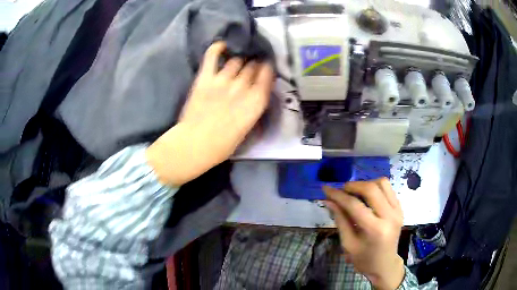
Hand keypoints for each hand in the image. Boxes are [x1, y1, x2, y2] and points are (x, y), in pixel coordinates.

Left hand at [146, 42, 273, 185]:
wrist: (195, 145)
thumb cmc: (223, 144)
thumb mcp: (247, 128)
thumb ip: (252, 107)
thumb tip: (254, 94)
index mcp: (256, 102)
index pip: (267, 76)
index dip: (267, 69)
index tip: (266, 68)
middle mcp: (242, 87)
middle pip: (252, 66)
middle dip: (254, 65)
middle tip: (251, 66)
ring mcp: (223, 80)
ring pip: (236, 61)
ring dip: (239, 60)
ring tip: (238, 61)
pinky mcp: (205, 78)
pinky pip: (212, 56)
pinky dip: (217, 48)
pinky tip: (222, 45)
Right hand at [323, 178, 404, 289]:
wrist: (385, 265)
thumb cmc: (364, 259)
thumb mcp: (348, 243)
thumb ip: (340, 220)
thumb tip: (329, 201)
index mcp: (375, 230)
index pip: (354, 205)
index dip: (338, 195)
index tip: (326, 189)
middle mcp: (389, 217)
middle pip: (371, 189)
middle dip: (353, 186)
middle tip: (342, 190)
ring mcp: (398, 211)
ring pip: (382, 184)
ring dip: (366, 184)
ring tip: (355, 192)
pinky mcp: (400, 208)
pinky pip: (388, 189)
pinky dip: (376, 188)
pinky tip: (367, 197)